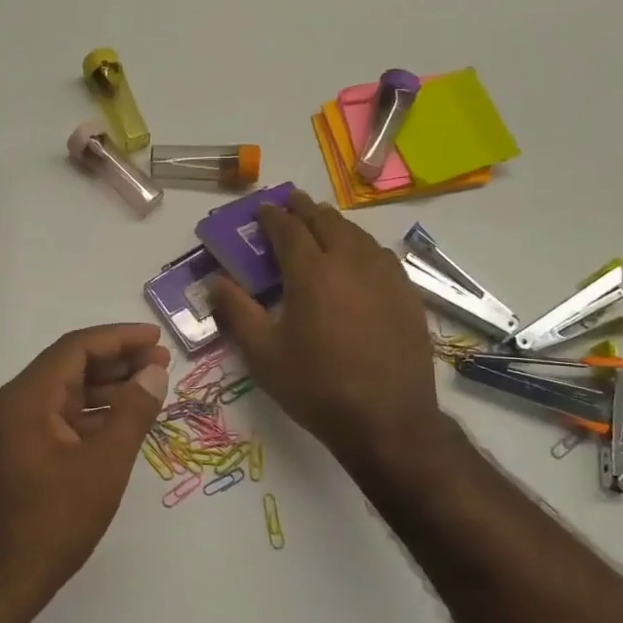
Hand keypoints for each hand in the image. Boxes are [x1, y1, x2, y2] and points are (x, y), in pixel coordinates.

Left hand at [0, 324, 168, 609]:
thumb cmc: (53, 521)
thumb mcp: (104, 464)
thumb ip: (133, 412)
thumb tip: (154, 371)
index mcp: (27, 398)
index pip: (76, 348)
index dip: (119, 338)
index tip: (156, 340)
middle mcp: (14, 405)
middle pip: (69, 366)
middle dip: (116, 362)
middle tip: (160, 364)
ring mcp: (12, 431)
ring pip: (64, 394)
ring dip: (106, 389)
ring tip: (150, 389)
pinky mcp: (18, 455)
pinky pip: (58, 420)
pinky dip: (90, 416)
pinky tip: (121, 423)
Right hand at [209, 189, 447, 474]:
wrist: (386, 419)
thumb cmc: (316, 387)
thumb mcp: (263, 354)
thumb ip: (237, 312)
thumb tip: (215, 281)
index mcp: (312, 272)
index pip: (289, 230)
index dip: (273, 216)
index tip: (262, 209)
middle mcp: (351, 262)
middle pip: (326, 222)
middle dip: (305, 209)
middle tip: (291, 203)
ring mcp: (385, 276)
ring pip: (357, 235)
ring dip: (335, 224)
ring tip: (322, 224)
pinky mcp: (407, 295)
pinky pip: (380, 256)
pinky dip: (361, 246)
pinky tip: (359, 258)